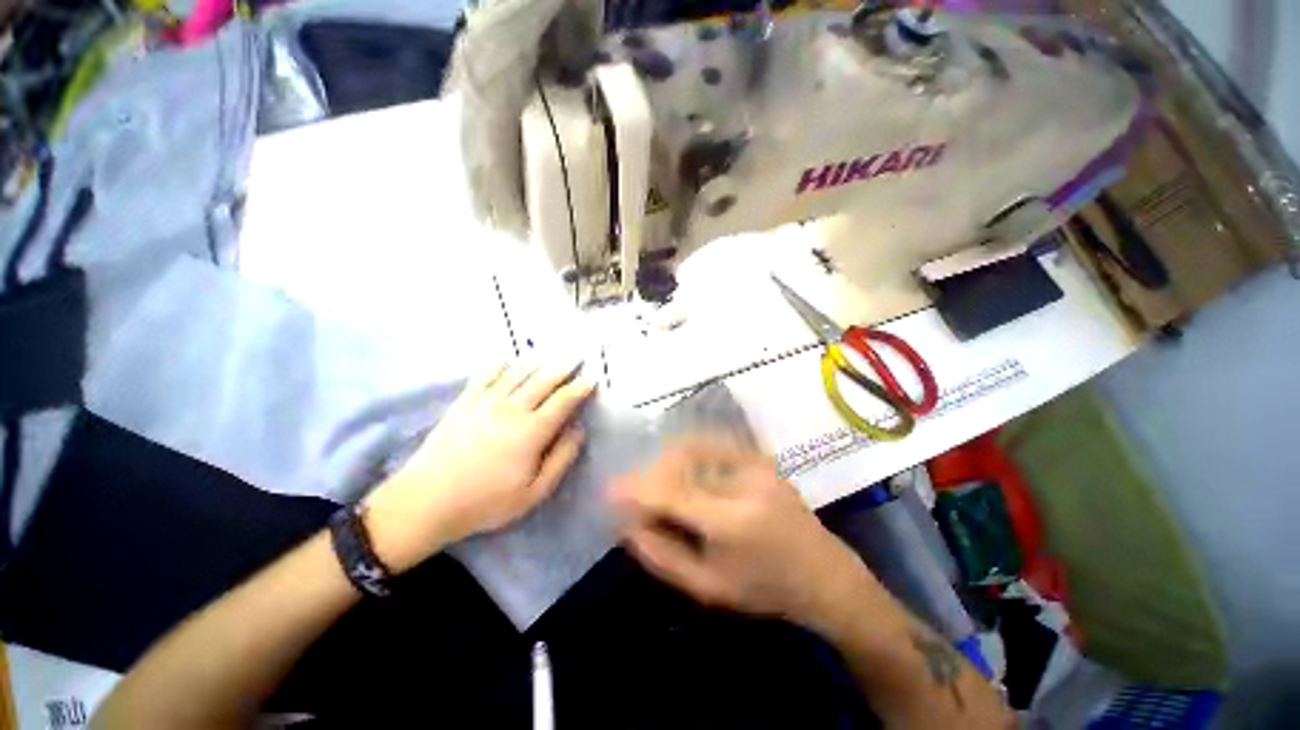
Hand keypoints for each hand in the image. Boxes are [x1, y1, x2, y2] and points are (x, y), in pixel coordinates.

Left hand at [365, 362, 595, 571]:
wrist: (427, 502)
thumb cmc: (486, 502)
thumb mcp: (534, 492)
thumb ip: (561, 459)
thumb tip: (578, 431)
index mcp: (532, 431)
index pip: (563, 402)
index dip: (579, 388)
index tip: (592, 379)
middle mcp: (511, 409)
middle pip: (542, 381)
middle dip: (562, 368)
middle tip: (575, 357)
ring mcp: (485, 403)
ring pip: (516, 374)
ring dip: (536, 363)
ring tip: (548, 355)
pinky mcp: (463, 403)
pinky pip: (484, 376)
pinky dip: (498, 365)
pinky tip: (506, 360)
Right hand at [610, 438, 874, 627]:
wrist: (824, 572)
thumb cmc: (766, 590)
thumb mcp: (708, 588)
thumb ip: (663, 555)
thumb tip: (626, 525)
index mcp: (732, 522)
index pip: (671, 493)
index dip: (635, 488)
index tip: (609, 490)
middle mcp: (743, 482)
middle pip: (679, 464)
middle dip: (648, 475)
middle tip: (632, 491)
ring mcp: (755, 463)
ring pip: (693, 449)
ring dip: (665, 461)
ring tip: (654, 482)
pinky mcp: (759, 457)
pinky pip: (712, 445)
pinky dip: (687, 452)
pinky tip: (678, 467)